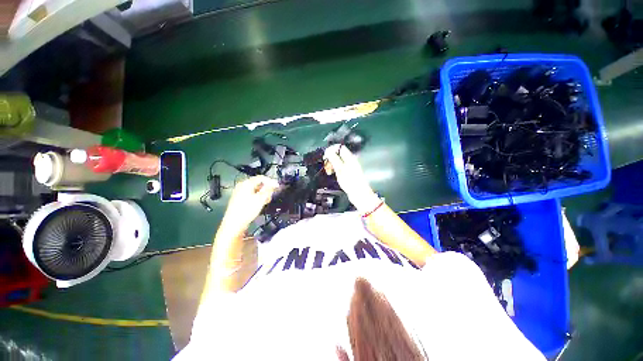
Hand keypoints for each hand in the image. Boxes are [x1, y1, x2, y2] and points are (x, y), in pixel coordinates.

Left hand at [221, 175, 278, 234]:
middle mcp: (242, 186)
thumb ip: (268, 190)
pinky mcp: (239, 199)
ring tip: (266, 201)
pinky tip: (260, 204)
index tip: (277, 187)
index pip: (261, 178)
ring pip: (255, 190)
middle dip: (266, 189)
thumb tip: (274, 183)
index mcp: (246, 183)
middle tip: (271, 195)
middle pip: (258, 183)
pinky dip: (257, 197)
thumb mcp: (261, 199)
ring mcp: (239, 192)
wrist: (234, 224)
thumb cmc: (247, 210)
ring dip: (263, 194)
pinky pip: (251, 194)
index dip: (271, 181)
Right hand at [323, 144, 380, 212]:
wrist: (359, 194)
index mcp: (349, 158)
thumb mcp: (340, 169)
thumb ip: (334, 159)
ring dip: (332, 165)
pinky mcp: (348, 173)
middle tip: (326, 166)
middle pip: (338, 154)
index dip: (332, 150)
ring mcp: (349, 167)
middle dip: (331, 158)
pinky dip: (335, 169)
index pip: (340, 148)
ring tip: (329, 171)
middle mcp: (350, 161)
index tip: (325, 156)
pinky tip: (332, 174)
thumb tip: (328, 150)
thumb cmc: (350, 182)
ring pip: (338, 161)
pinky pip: (340, 168)